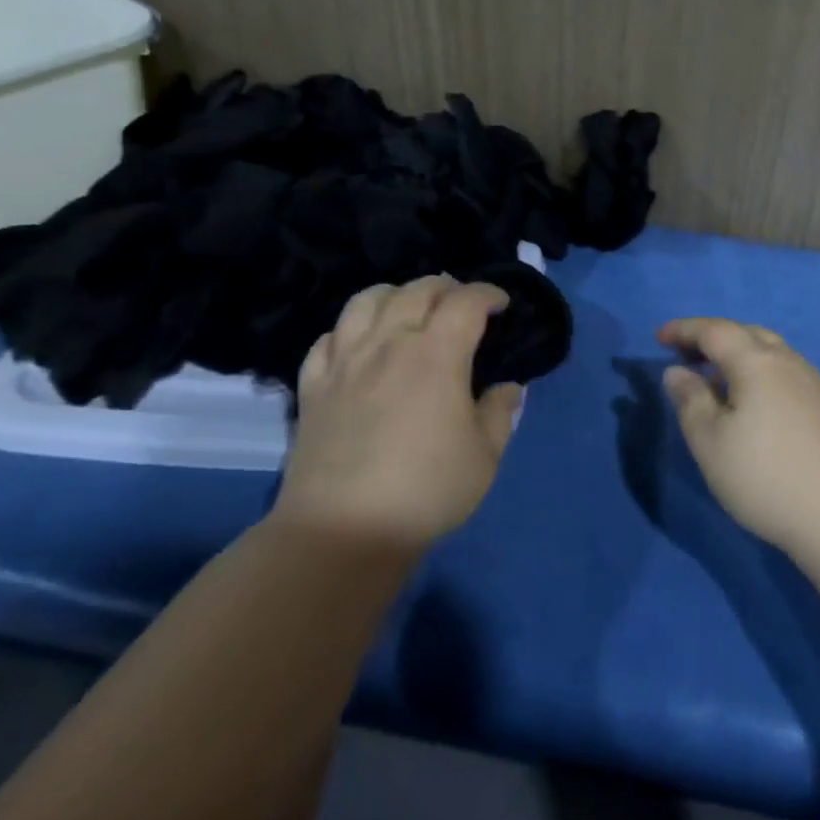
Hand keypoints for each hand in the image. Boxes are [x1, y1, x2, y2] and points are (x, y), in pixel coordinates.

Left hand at [273, 275, 524, 549]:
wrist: (342, 532)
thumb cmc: (426, 491)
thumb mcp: (485, 456)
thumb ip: (500, 413)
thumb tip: (507, 387)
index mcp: (437, 354)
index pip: (466, 301)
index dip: (488, 293)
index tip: (501, 303)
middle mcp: (389, 343)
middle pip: (417, 290)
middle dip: (446, 287)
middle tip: (460, 303)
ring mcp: (346, 361)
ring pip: (366, 300)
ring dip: (395, 294)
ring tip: (408, 308)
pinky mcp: (313, 386)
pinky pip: (328, 338)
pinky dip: (349, 329)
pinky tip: (359, 343)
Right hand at [657, 318, 819, 561]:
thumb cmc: (765, 475)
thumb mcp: (710, 441)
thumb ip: (690, 400)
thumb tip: (677, 371)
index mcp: (756, 361)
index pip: (715, 330)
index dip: (684, 330)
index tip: (659, 338)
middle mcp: (788, 361)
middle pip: (747, 334)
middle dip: (713, 339)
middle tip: (686, 356)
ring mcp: (814, 384)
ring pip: (770, 353)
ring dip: (739, 356)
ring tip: (717, 381)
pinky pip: (785, 374)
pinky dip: (760, 375)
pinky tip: (754, 406)